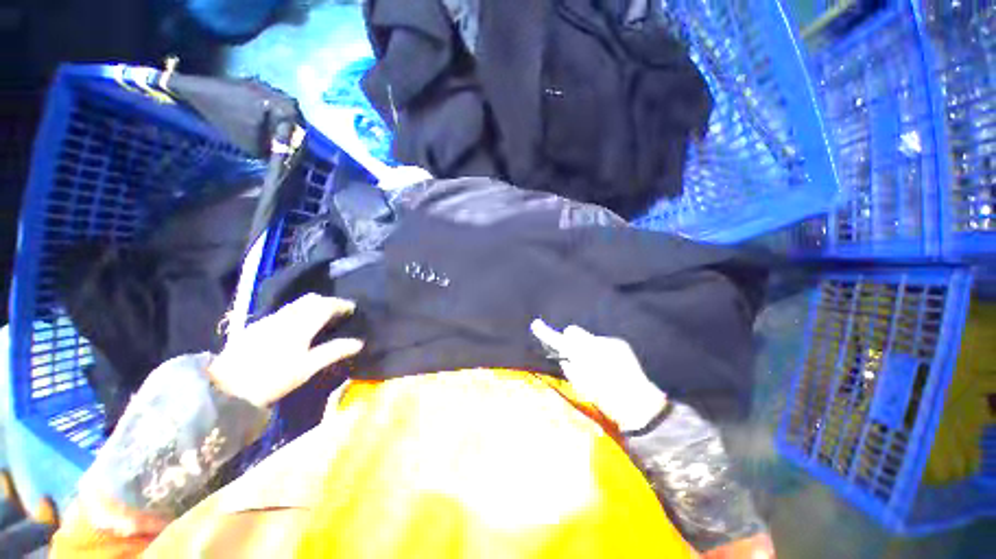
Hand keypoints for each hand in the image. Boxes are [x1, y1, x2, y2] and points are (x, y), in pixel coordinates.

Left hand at [209, 294, 363, 407]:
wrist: (225, 388)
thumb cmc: (273, 378)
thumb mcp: (307, 367)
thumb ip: (333, 351)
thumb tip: (359, 342)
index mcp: (300, 324)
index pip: (325, 304)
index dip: (341, 304)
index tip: (353, 309)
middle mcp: (285, 316)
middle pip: (311, 299)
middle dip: (327, 302)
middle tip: (338, 313)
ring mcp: (268, 319)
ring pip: (296, 304)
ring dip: (312, 306)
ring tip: (321, 319)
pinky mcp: (256, 326)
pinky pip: (284, 311)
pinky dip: (298, 313)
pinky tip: (297, 328)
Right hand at [530, 319, 666, 431]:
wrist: (638, 404)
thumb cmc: (605, 398)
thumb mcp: (581, 385)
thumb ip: (569, 367)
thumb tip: (565, 356)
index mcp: (583, 355)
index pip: (560, 340)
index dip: (546, 333)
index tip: (535, 324)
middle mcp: (595, 342)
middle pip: (573, 332)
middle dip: (570, 340)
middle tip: (573, 356)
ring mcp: (609, 341)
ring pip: (587, 338)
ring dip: (587, 347)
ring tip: (597, 365)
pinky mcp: (619, 343)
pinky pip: (602, 342)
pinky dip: (600, 351)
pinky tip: (609, 365)